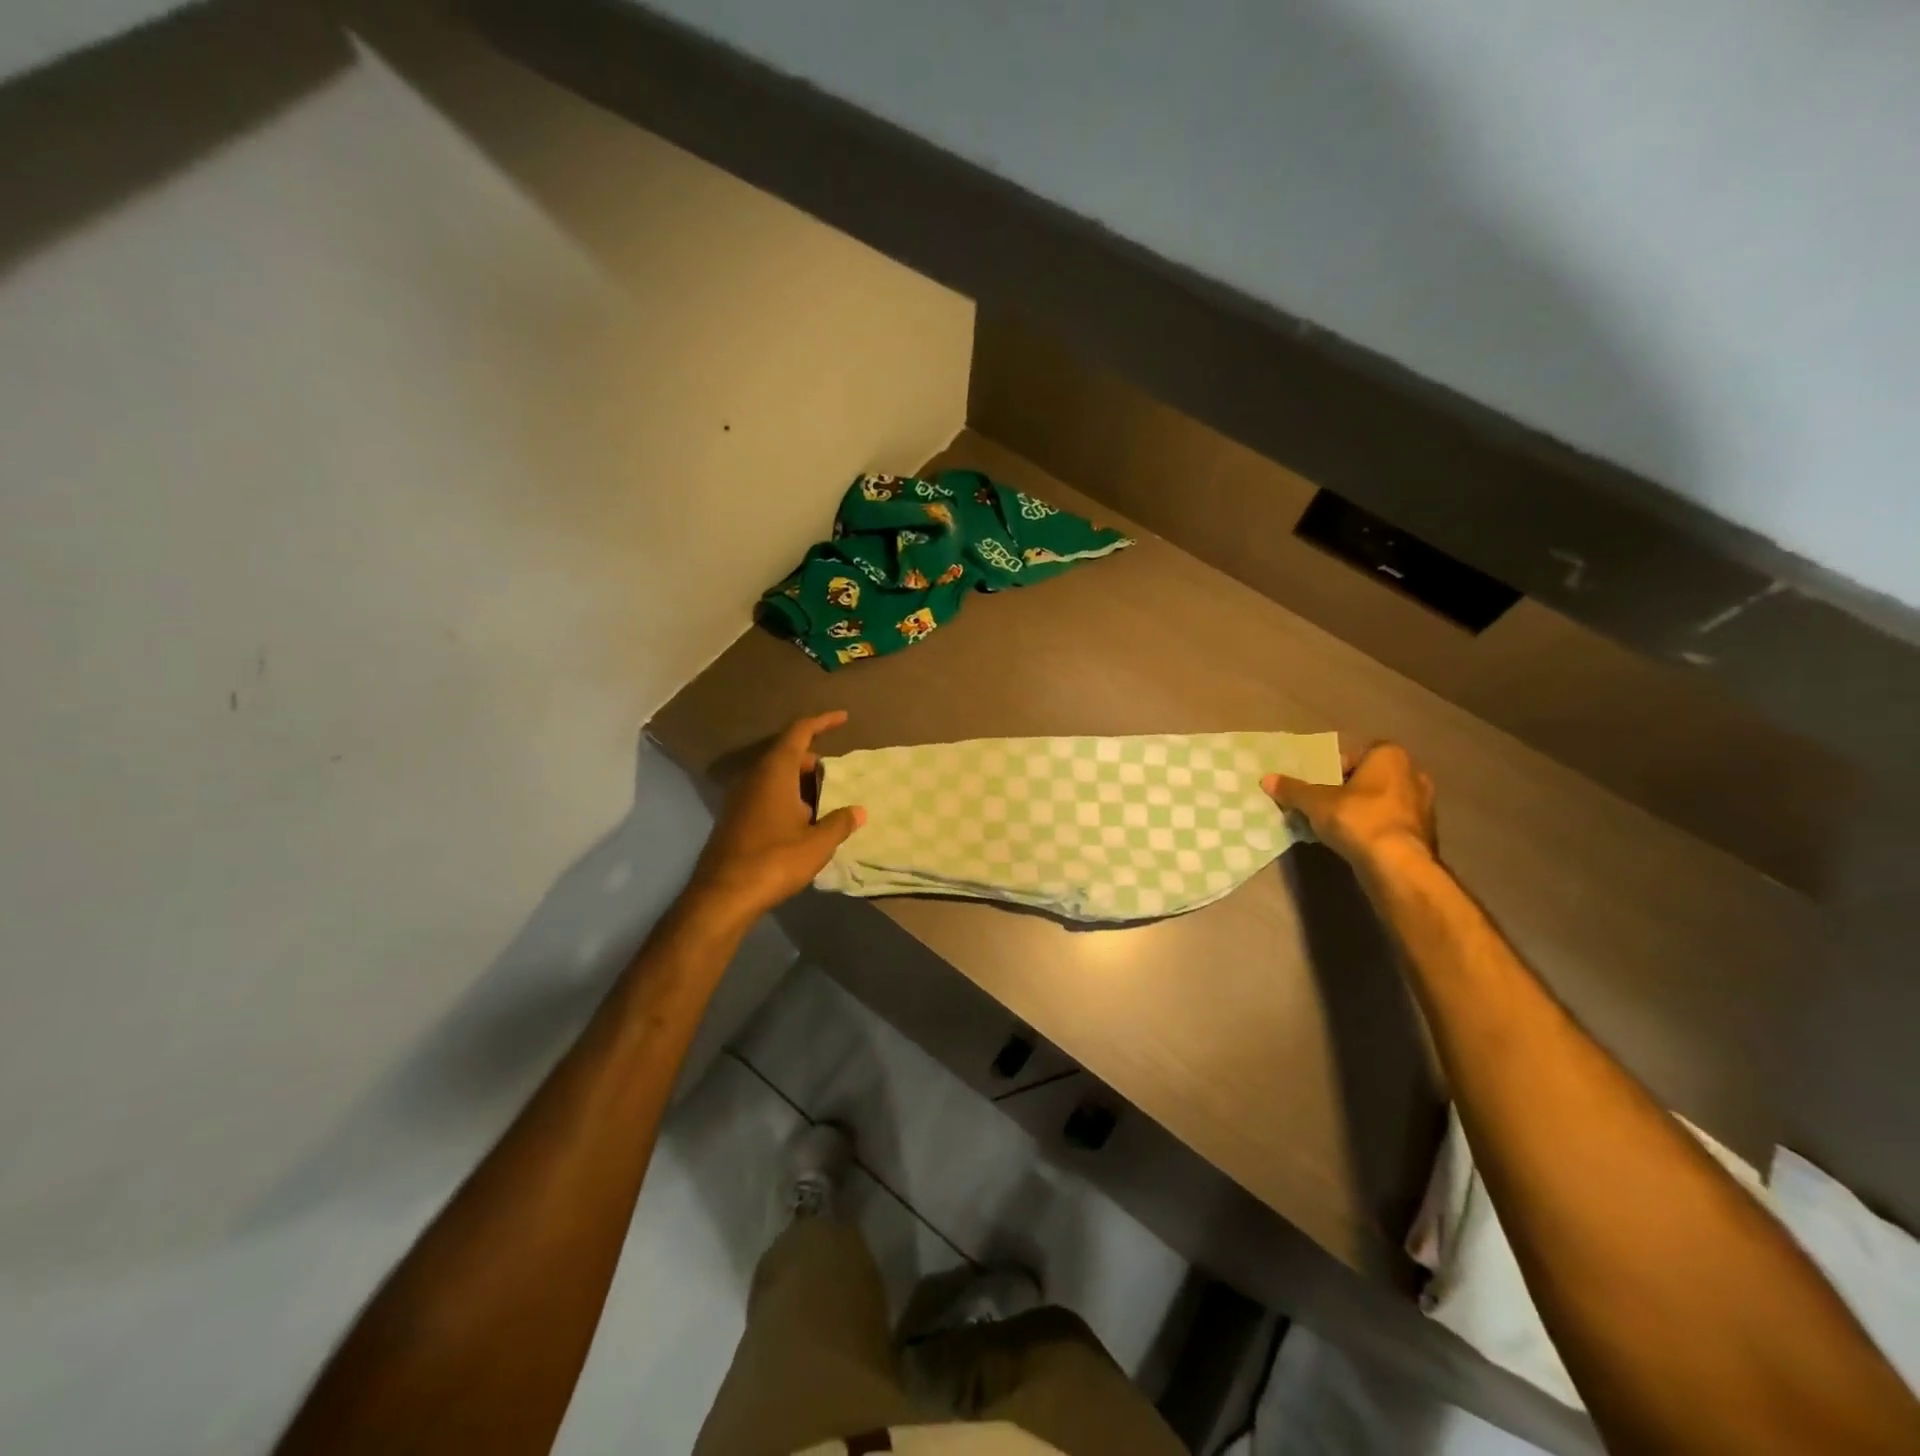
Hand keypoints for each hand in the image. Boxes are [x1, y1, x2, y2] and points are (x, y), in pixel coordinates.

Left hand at [686, 711, 865, 923]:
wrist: (723, 895)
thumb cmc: (774, 860)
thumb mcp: (817, 844)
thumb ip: (839, 823)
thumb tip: (858, 811)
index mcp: (775, 772)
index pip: (799, 732)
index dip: (822, 722)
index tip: (843, 717)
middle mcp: (754, 777)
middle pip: (787, 754)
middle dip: (814, 761)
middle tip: (839, 777)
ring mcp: (740, 798)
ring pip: (775, 776)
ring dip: (800, 783)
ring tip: (825, 802)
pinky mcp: (734, 818)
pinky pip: (765, 794)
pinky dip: (787, 797)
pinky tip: (802, 823)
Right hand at [1262, 742, 1436, 878]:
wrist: (1398, 865)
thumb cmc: (1358, 819)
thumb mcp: (1315, 802)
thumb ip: (1293, 789)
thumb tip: (1266, 779)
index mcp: (1391, 756)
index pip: (1355, 754)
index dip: (1332, 769)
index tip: (1318, 787)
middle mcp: (1413, 774)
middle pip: (1369, 778)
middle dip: (1347, 790)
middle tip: (1324, 805)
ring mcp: (1424, 805)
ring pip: (1382, 801)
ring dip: (1362, 810)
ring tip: (1337, 826)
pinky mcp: (1425, 833)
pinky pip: (1391, 823)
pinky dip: (1374, 828)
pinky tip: (1356, 842)